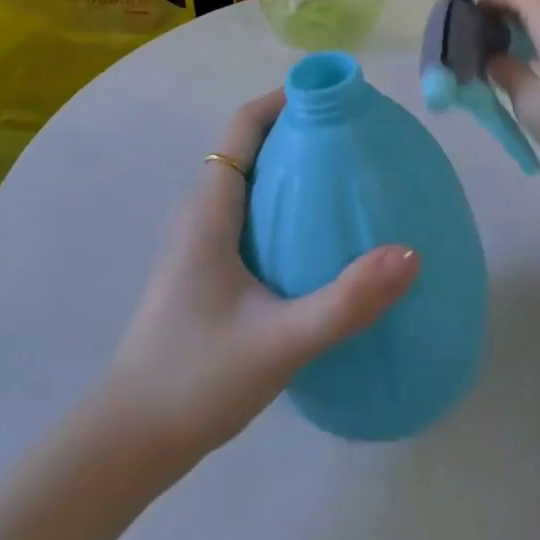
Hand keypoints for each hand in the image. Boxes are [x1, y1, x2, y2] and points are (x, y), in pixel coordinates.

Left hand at [103, 90, 419, 464]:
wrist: (130, 443)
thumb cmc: (197, 378)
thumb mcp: (281, 341)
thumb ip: (346, 301)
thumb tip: (409, 254)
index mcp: (210, 210)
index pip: (243, 126)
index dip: (283, 99)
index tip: (332, 95)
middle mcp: (200, 214)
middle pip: (247, 146)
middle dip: (295, 129)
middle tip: (352, 135)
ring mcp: (197, 242)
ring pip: (246, 180)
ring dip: (287, 165)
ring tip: (342, 174)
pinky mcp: (203, 269)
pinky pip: (245, 212)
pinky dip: (278, 201)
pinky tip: (313, 234)